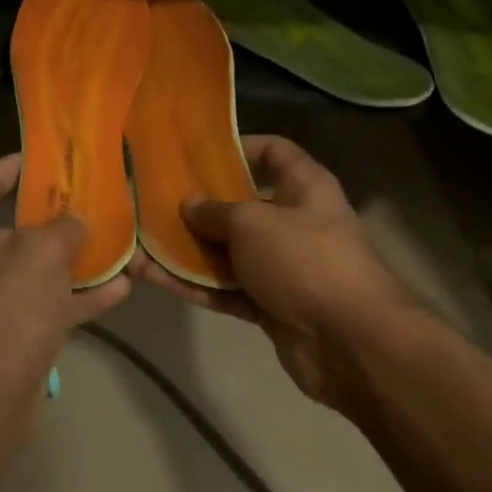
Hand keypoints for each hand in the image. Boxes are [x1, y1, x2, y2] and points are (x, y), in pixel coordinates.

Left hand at [0, 153, 130, 395]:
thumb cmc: (7, 303)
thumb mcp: (43, 251)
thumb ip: (64, 228)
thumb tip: (75, 223)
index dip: (17, 165)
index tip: (47, 156)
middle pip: (9, 227)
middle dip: (52, 217)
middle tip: (86, 199)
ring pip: (30, 270)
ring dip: (71, 261)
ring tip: (113, 243)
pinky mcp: (0, 335)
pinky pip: (39, 305)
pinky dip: (73, 298)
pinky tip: (118, 289)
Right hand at [132, 135, 416, 407]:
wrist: (351, 344)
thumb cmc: (304, 260)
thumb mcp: (252, 222)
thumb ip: (215, 211)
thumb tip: (189, 205)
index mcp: (303, 187)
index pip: (272, 151)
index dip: (237, 147)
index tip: (195, 154)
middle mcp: (293, 221)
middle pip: (240, 204)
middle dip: (197, 205)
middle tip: (152, 199)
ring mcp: (281, 266)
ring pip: (226, 251)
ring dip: (185, 249)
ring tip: (139, 240)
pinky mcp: (269, 304)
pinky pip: (224, 288)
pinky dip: (193, 284)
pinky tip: (152, 277)